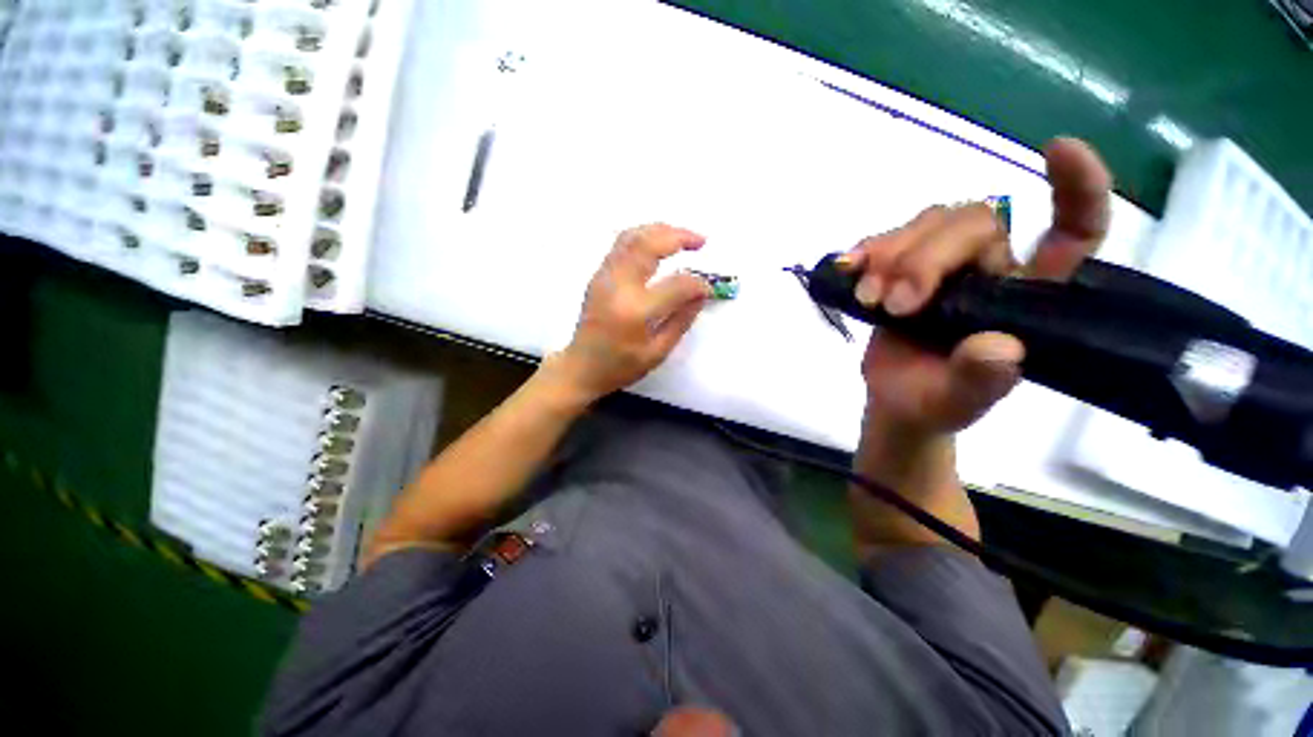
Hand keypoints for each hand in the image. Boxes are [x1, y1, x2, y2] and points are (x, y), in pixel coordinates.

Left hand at [547, 223, 711, 402]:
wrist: (581, 367)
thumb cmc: (621, 366)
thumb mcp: (658, 352)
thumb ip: (681, 321)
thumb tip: (701, 294)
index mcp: (635, 310)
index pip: (676, 284)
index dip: (697, 284)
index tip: (707, 289)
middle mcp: (618, 285)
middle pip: (649, 245)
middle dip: (679, 237)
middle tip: (700, 241)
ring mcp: (604, 277)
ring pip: (632, 237)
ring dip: (660, 231)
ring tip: (682, 237)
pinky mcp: (598, 275)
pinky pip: (621, 245)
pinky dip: (644, 237)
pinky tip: (658, 243)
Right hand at [843, 138, 1112, 436]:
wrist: (894, 400)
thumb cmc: (934, 403)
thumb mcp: (957, 403)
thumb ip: (979, 382)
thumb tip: (999, 347)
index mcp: (1027, 298)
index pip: (1072, 233)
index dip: (1077, 188)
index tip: (1057, 149)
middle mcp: (992, 269)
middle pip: (975, 222)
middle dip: (928, 258)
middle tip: (894, 305)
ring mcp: (942, 266)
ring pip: (928, 223)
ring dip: (891, 257)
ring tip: (869, 300)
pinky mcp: (900, 269)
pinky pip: (886, 240)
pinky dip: (865, 252)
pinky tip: (848, 271)